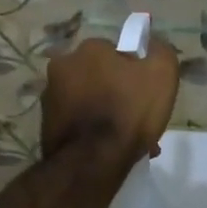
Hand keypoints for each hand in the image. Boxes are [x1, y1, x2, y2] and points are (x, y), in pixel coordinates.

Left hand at [41, 35, 179, 166]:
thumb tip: (152, 45)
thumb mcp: (162, 73)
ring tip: (126, 139)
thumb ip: (160, 51)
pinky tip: (109, 149)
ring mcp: (49, 96)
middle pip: (98, 76)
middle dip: (117, 92)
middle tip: (137, 116)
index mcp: (88, 48)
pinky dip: (91, 131)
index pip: (115, 51)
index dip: (133, 70)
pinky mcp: (45, 124)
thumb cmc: (128, 111)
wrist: (92, 162)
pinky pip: (77, 122)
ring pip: (88, 100)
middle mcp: (62, 66)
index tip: (145, 91)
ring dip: (104, 113)